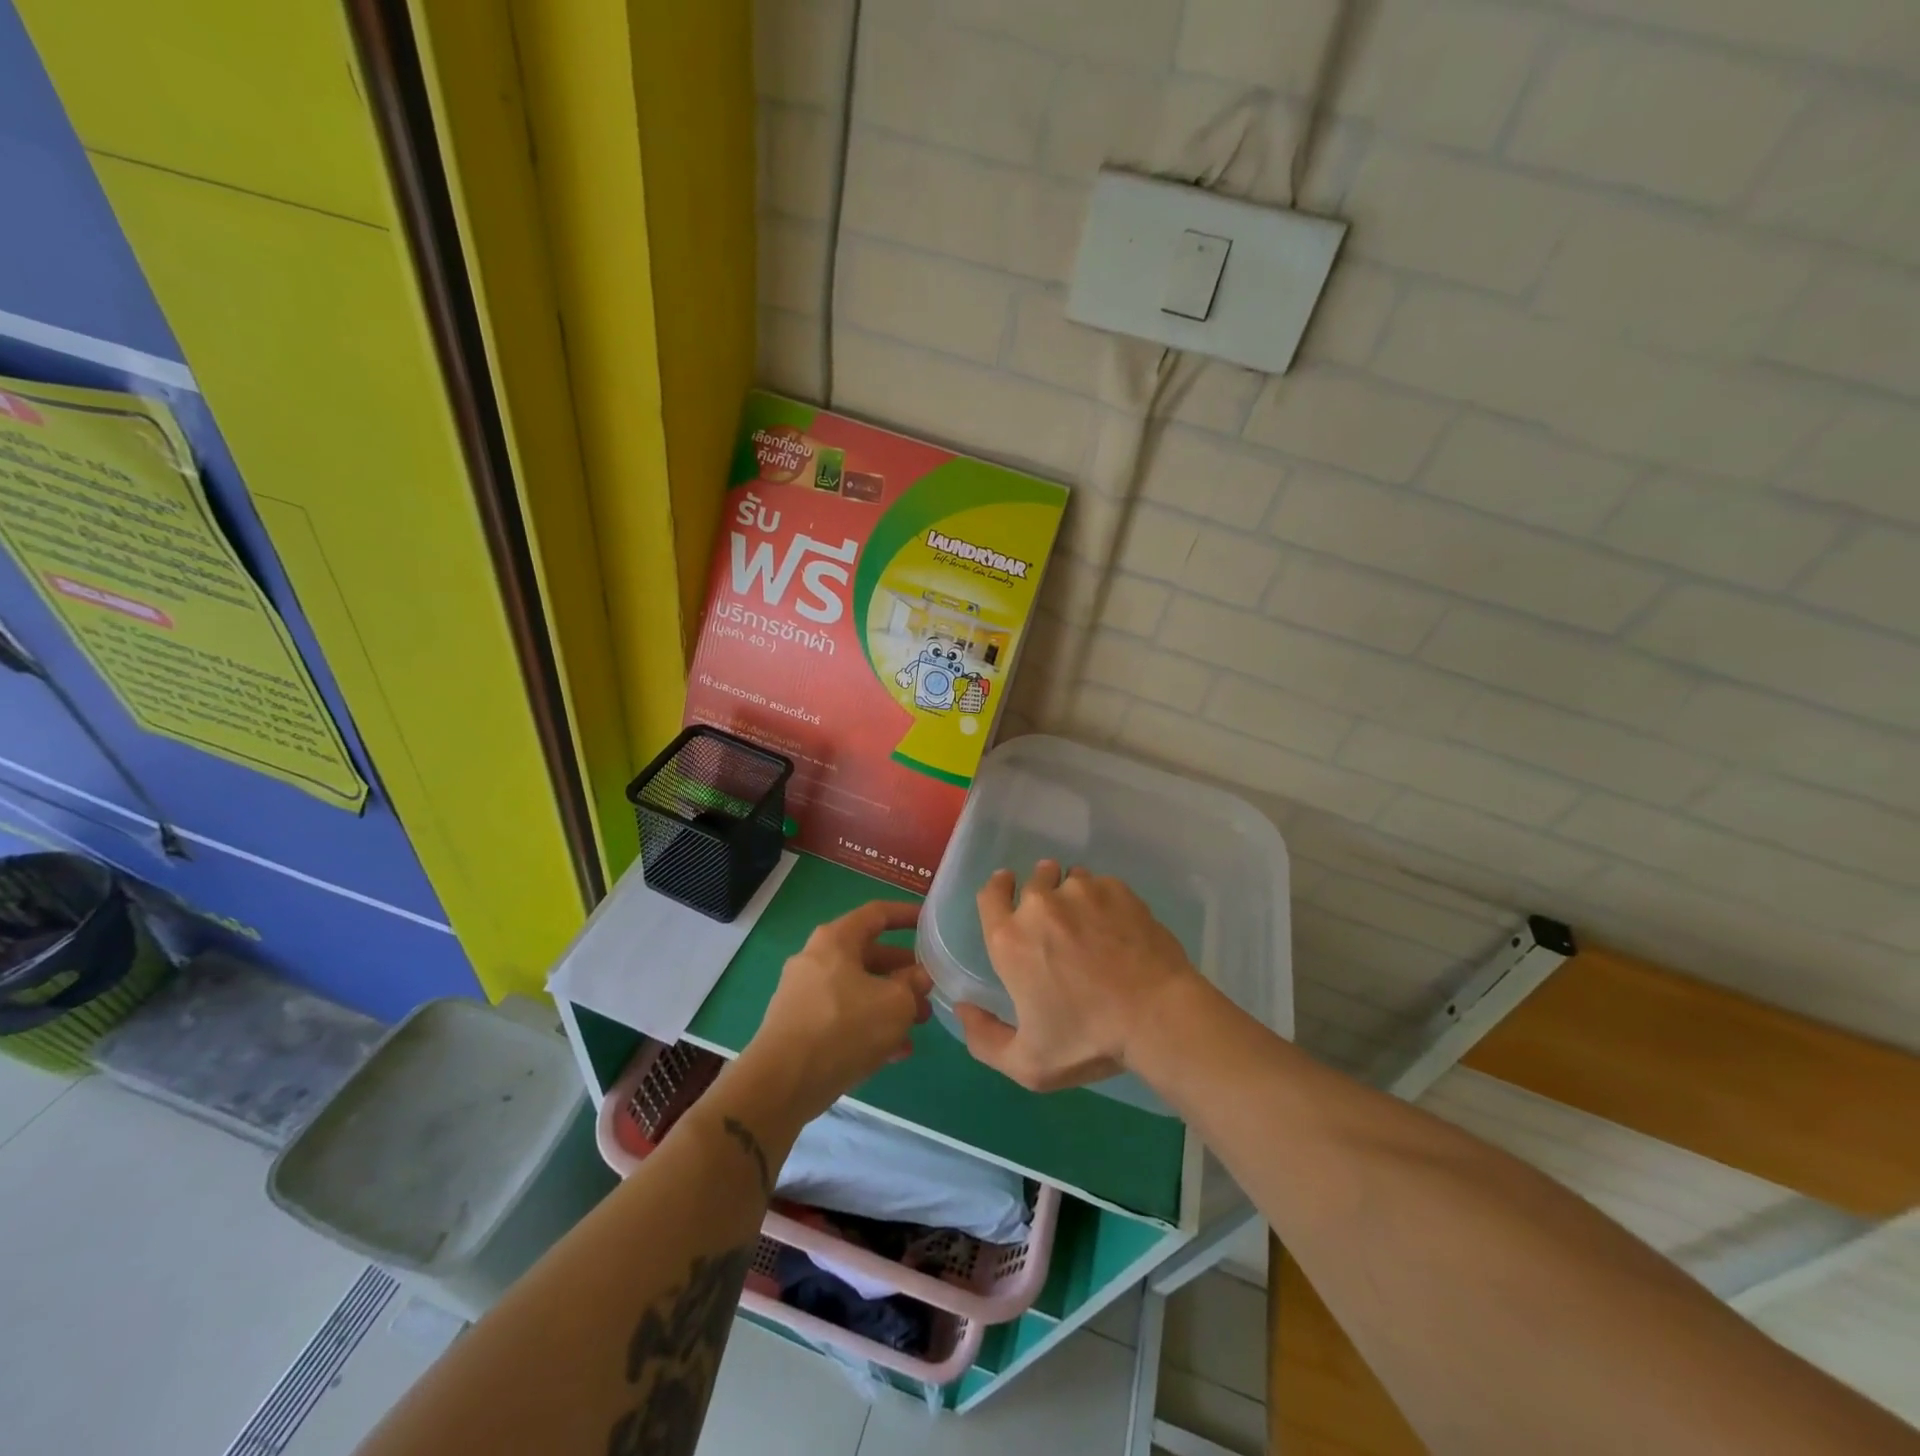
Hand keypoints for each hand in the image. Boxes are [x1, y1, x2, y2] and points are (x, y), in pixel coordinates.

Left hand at [740, 900, 931, 1121]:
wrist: (782, 1084)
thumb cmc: (844, 1028)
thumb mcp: (895, 1004)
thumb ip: (913, 985)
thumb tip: (919, 977)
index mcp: (836, 940)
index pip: (877, 914)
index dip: (906, 914)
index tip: (929, 922)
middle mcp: (816, 959)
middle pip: (868, 956)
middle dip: (903, 973)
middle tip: (928, 990)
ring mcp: (804, 994)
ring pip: (858, 989)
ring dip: (889, 1004)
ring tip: (917, 1026)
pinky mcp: (799, 1026)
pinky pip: (842, 1016)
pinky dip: (868, 1026)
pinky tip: (894, 1052)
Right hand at [955, 861, 1198, 1091]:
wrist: (1157, 1016)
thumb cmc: (1089, 1040)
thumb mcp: (1028, 1063)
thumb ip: (984, 1039)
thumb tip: (963, 1008)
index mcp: (1010, 939)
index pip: (990, 894)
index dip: (998, 889)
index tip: (1008, 889)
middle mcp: (1040, 905)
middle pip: (1033, 880)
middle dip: (1040, 893)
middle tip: (1058, 921)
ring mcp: (1081, 891)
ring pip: (1070, 881)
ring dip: (1073, 896)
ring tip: (1092, 925)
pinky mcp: (1117, 889)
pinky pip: (1102, 885)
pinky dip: (1104, 900)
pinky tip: (1119, 928)